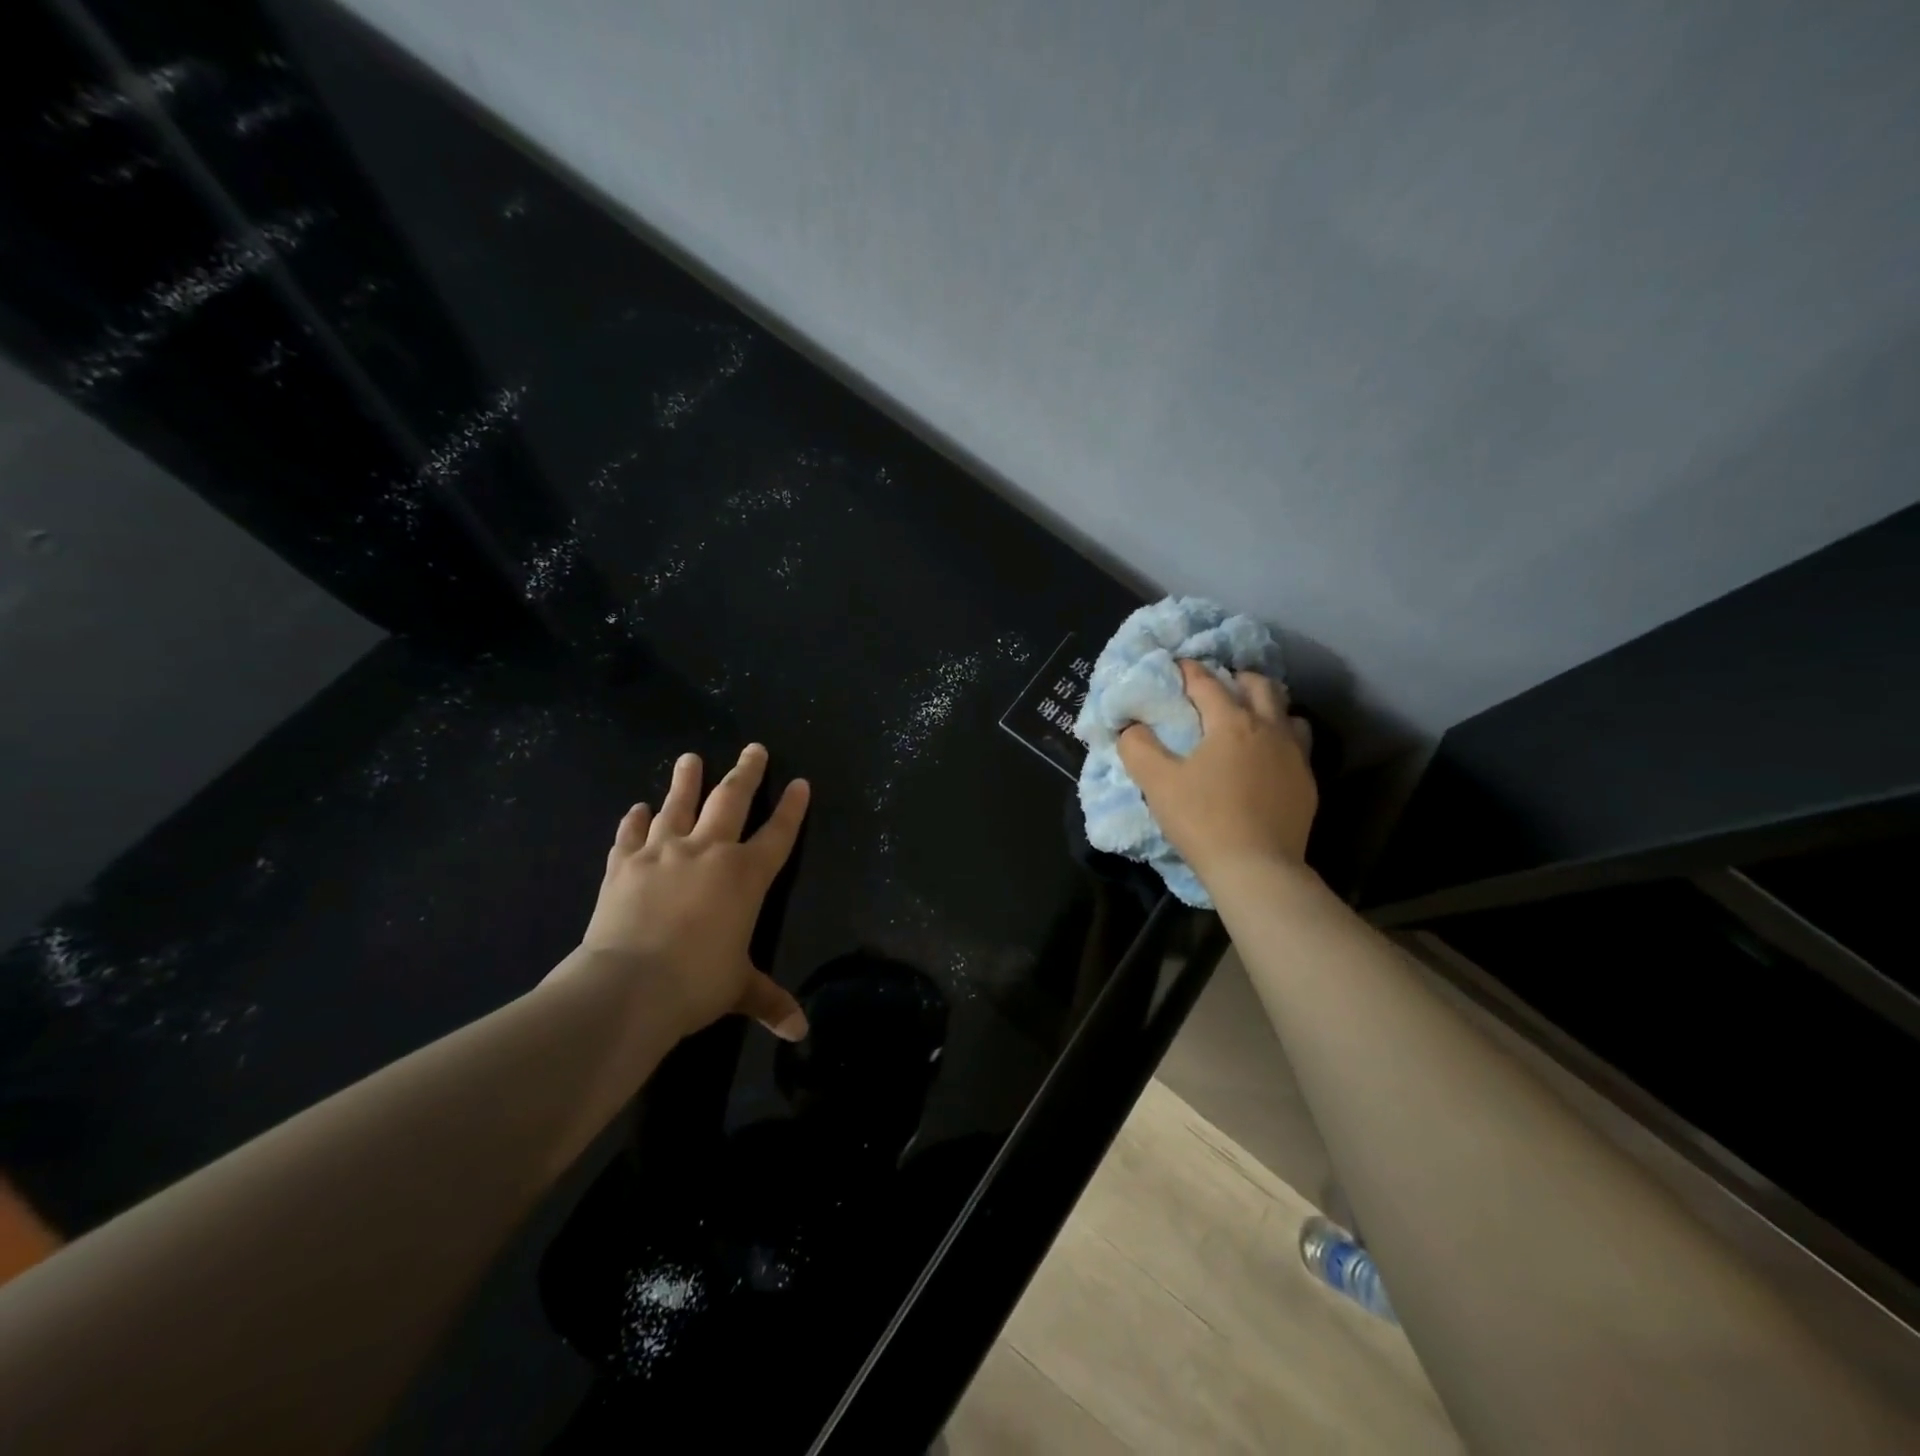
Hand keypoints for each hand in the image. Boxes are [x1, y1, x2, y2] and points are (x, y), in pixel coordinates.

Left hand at [578, 744, 810, 1040]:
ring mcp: (662, 853)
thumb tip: (800, 1032)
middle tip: (754, 748)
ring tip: (690, 757)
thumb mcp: (738, 990)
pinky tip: (636, 808)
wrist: (626, 987)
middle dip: (746, 772)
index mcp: (746, 876)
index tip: (799, 782)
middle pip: (731, 800)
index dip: (792, 808)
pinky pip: (631, 835)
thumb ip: (770, 1000)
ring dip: (686, 780)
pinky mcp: (623, 865)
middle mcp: (708, 852)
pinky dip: (634, 821)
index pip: (778, 833)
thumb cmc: (696, 983)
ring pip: (678, 805)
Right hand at [1119, 660, 1317, 885]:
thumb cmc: (1203, 820)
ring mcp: (1295, 756)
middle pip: (1260, 686)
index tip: (1177, 665)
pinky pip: (1298, 746)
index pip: (1208, 683)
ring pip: (1288, 713)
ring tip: (1249, 718)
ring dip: (1268, 707)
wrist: (1257, 869)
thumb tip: (1131, 727)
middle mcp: (1269, 729)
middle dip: (1237, 678)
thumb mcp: (1157, 783)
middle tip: (1218, 687)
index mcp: (1232, 722)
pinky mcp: (1307, 783)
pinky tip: (1266, 758)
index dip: (1189, 670)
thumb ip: (1138, 747)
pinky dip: (1281, 739)